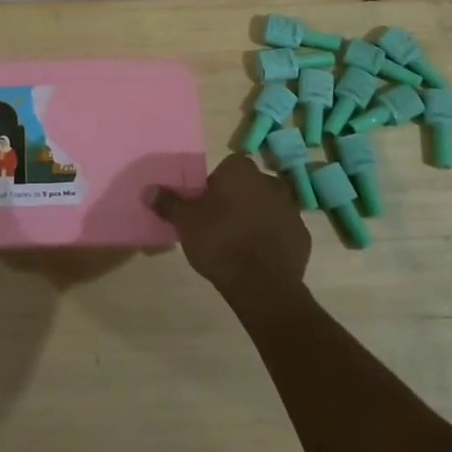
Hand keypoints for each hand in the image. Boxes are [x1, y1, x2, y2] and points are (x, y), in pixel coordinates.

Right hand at [152, 154, 310, 308]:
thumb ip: (168, 203)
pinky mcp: (303, 236)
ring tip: (237, 245)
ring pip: (267, 208)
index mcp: (241, 170)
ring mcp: (291, 209)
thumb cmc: (219, 240)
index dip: (215, 187)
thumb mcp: (185, 221)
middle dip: (237, 201)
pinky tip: (257, 259)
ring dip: (255, 220)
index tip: (206, 208)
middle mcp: (270, 181)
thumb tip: (148, 190)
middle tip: (219, 226)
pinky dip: (272, 240)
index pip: (227, 168)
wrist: (261, 283)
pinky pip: (282, 232)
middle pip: (248, 187)